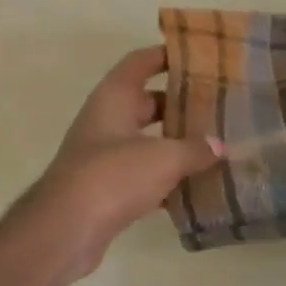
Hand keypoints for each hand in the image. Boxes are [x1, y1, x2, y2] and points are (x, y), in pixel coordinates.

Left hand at [25, 46, 222, 281]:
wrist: (65, 230)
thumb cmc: (112, 176)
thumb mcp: (163, 158)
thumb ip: (195, 149)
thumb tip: (219, 146)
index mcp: (114, 97)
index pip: (141, 62)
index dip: (167, 55)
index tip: (200, 56)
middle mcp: (106, 119)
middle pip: (147, 101)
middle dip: (180, 103)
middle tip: (217, 104)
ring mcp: (104, 155)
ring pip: (147, 139)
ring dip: (175, 142)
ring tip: (214, 144)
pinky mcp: (106, 188)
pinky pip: (143, 173)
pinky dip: (166, 177)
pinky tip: (195, 186)